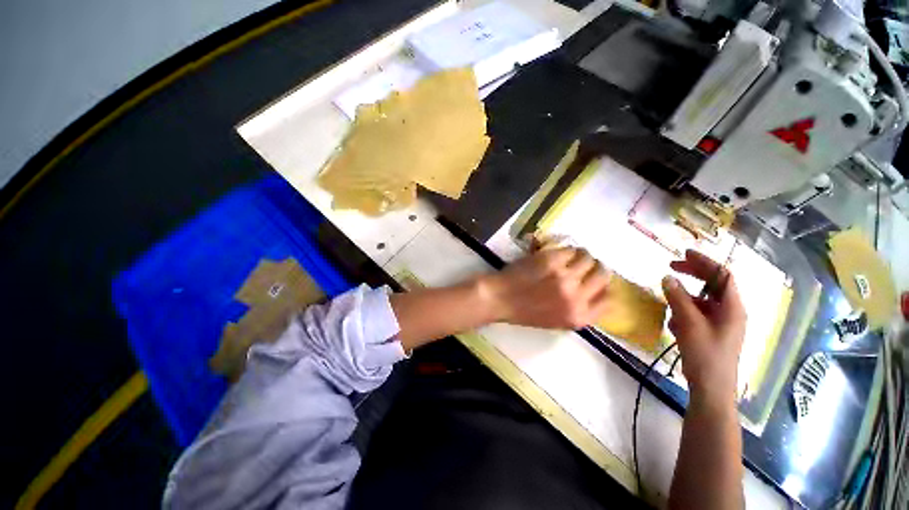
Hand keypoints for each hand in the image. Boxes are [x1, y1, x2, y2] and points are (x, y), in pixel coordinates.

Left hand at [481, 247, 611, 329]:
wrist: (500, 298)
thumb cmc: (524, 311)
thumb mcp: (556, 321)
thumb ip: (579, 310)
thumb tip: (597, 292)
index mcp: (578, 317)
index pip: (608, 299)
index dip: (604, 287)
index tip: (597, 281)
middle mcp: (576, 297)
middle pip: (602, 275)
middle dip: (596, 268)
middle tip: (586, 264)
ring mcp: (565, 277)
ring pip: (588, 258)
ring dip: (582, 256)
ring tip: (572, 256)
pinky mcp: (552, 260)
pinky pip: (570, 249)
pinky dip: (566, 250)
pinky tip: (558, 253)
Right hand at [662, 250, 745, 403]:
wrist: (711, 388)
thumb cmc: (705, 354)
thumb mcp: (689, 324)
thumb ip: (678, 298)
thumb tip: (667, 277)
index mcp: (733, 307)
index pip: (723, 275)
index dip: (705, 262)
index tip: (684, 253)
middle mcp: (730, 312)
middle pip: (713, 285)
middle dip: (692, 275)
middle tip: (670, 267)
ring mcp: (721, 323)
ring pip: (701, 301)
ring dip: (684, 300)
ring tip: (671, 310)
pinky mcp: (711, 332)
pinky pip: (697, 314)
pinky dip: (684, 314)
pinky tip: (675, 326)